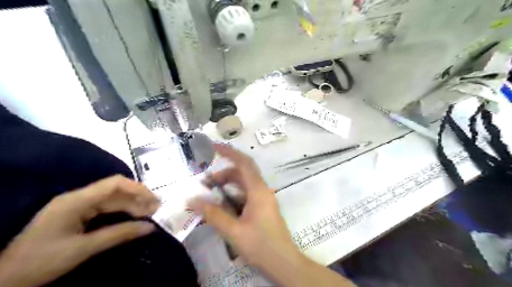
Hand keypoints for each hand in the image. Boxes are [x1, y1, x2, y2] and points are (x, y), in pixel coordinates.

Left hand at [1, 175, 158, 286]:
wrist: (6, 278)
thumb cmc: (42, 261)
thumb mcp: (83, 249)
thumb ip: (119, 234)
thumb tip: (150, 227)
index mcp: (76, 200)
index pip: (114, 184)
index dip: (137, 188)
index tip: (154, 200)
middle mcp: (79, 198)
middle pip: (116, 191)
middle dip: (138, 198)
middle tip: (156, 210)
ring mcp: (78, 205)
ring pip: (113, 199)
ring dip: (132, 205)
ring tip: (150, 213)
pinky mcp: (79, 214)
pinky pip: (107, 208)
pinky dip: (122, 212)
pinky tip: (133, 217)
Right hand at [193, 144, 302, 267]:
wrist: (283, 262)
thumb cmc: (261, 245)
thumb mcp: (234, 231)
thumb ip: (214, 214)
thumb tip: (194, 200)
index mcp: (258, 190)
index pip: (244, 163)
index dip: (229, 152)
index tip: (214, 147)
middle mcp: (262, 190)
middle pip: (243, 172)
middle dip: (224, 172)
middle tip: (206, 181)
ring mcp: (263, 198)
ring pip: (244, 183)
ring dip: (228, 184)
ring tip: (211, 192)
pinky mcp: (262, 207)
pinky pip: (246, 194)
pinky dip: (233, 194)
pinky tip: (223, 204)